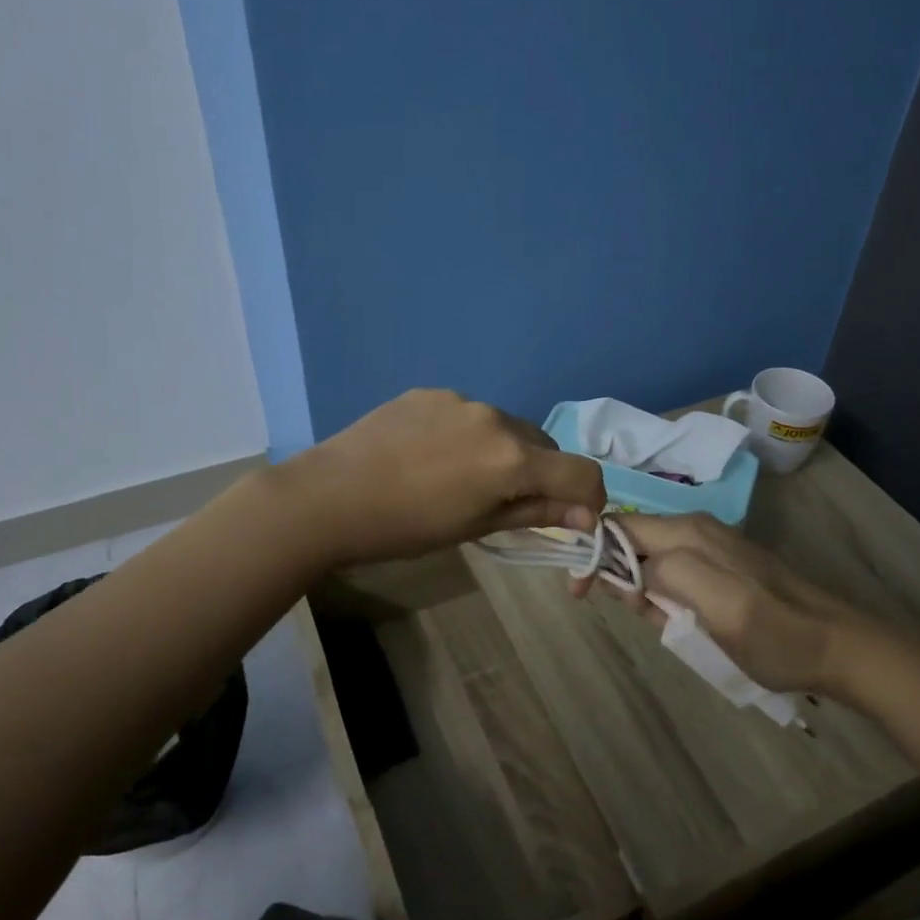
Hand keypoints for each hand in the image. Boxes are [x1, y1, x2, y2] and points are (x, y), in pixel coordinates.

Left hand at [279, 389, 607, 567]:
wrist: (329, 496)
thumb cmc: (405, 527)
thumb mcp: (475, 527)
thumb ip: (535, 512)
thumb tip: (585, 514)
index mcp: (511, 458)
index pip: (580, 472)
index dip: (590, 496)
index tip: (576, 516)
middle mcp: (495, 418)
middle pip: (542, 446)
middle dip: (540, 473)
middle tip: (507, 501)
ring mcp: (460, 399)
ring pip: (504, 426)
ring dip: (502, 450)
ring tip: (461, 476)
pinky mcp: (430, 392)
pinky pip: (467, 413)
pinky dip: (467, 434)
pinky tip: (430, 454)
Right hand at [579, 513, 903, 698]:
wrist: (838, 647)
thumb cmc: (776, 633)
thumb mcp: (719, 606)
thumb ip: (669, 576)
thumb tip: (630, 569)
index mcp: (687, 533)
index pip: (618, 527)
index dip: (593, 554)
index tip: (580, 592)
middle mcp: (694, 530)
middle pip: (631, 540)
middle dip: (613, 573)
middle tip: (623, 613)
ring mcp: (709, 548)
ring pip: (649, 559)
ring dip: (638, 589)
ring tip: (658, 623)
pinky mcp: (721, 568)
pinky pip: (673, 574)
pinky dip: (660, 596)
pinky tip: (674, 620)